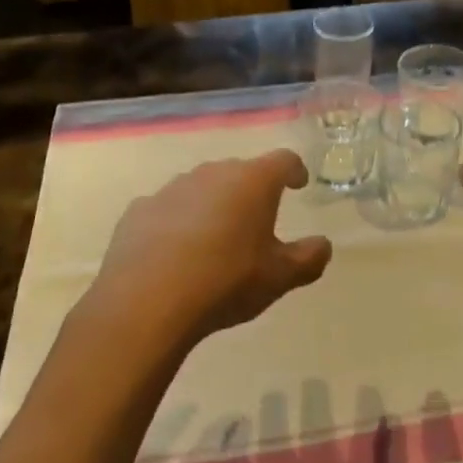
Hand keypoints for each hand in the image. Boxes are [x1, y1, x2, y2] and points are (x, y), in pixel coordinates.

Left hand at [83, 150, 332, 352]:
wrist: (147, 302)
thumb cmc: (226, 281)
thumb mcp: (280, 277)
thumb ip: (308, 258)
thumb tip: (324, 245)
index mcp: (253, 181)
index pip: (283, 160)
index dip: (294, 170)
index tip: (298, 183)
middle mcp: (213, 173)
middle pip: (240, 172)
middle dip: (251, 191)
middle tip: (257, 219)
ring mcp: (172, 188)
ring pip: (201, 188)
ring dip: (213, 205)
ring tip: (215, 238)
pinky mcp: (139, 210)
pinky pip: (167, 209)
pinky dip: (177, 222)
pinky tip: (175, 252)